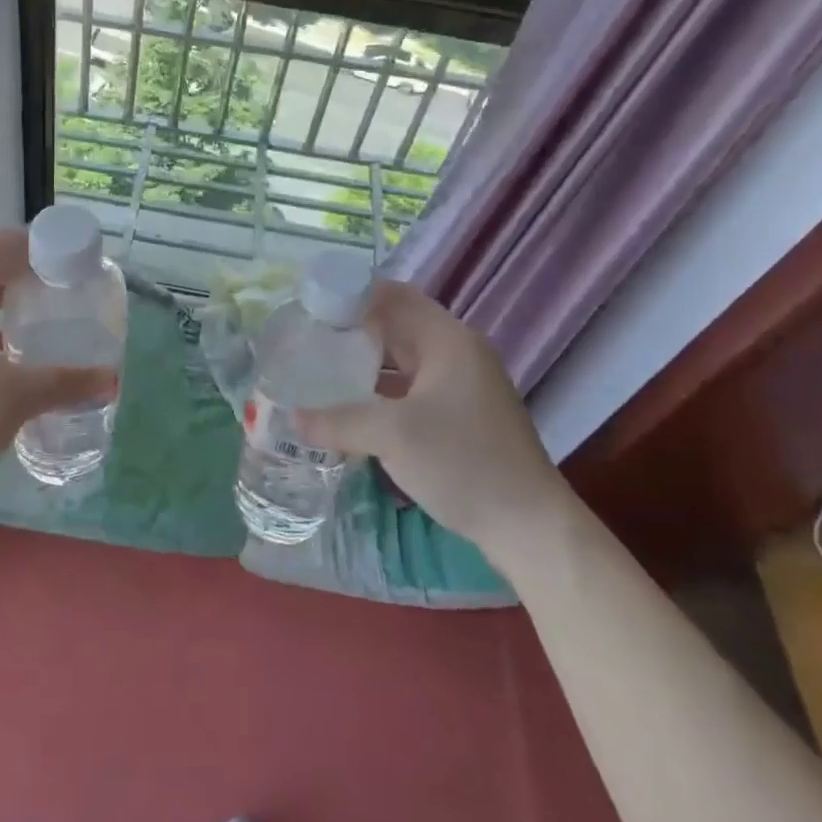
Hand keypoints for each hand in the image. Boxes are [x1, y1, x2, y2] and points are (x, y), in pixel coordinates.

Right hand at [296, 281, 575, 573]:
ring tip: (319, 369)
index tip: (310, 306)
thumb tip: (292, 416)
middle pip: (397, 326)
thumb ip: (338, 420)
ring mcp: (462, 385)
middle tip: (306, 339)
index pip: (393, 296)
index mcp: (447, 340)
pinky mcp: (461, 416)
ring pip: (403, 360)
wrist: (529, 526)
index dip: (352, 295)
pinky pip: (411, 388)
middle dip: (352, 330)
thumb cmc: (463, 462)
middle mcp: (457, 353)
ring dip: (365, 363)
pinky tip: (351, 408)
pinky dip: (381, 391)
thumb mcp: (393, 436)